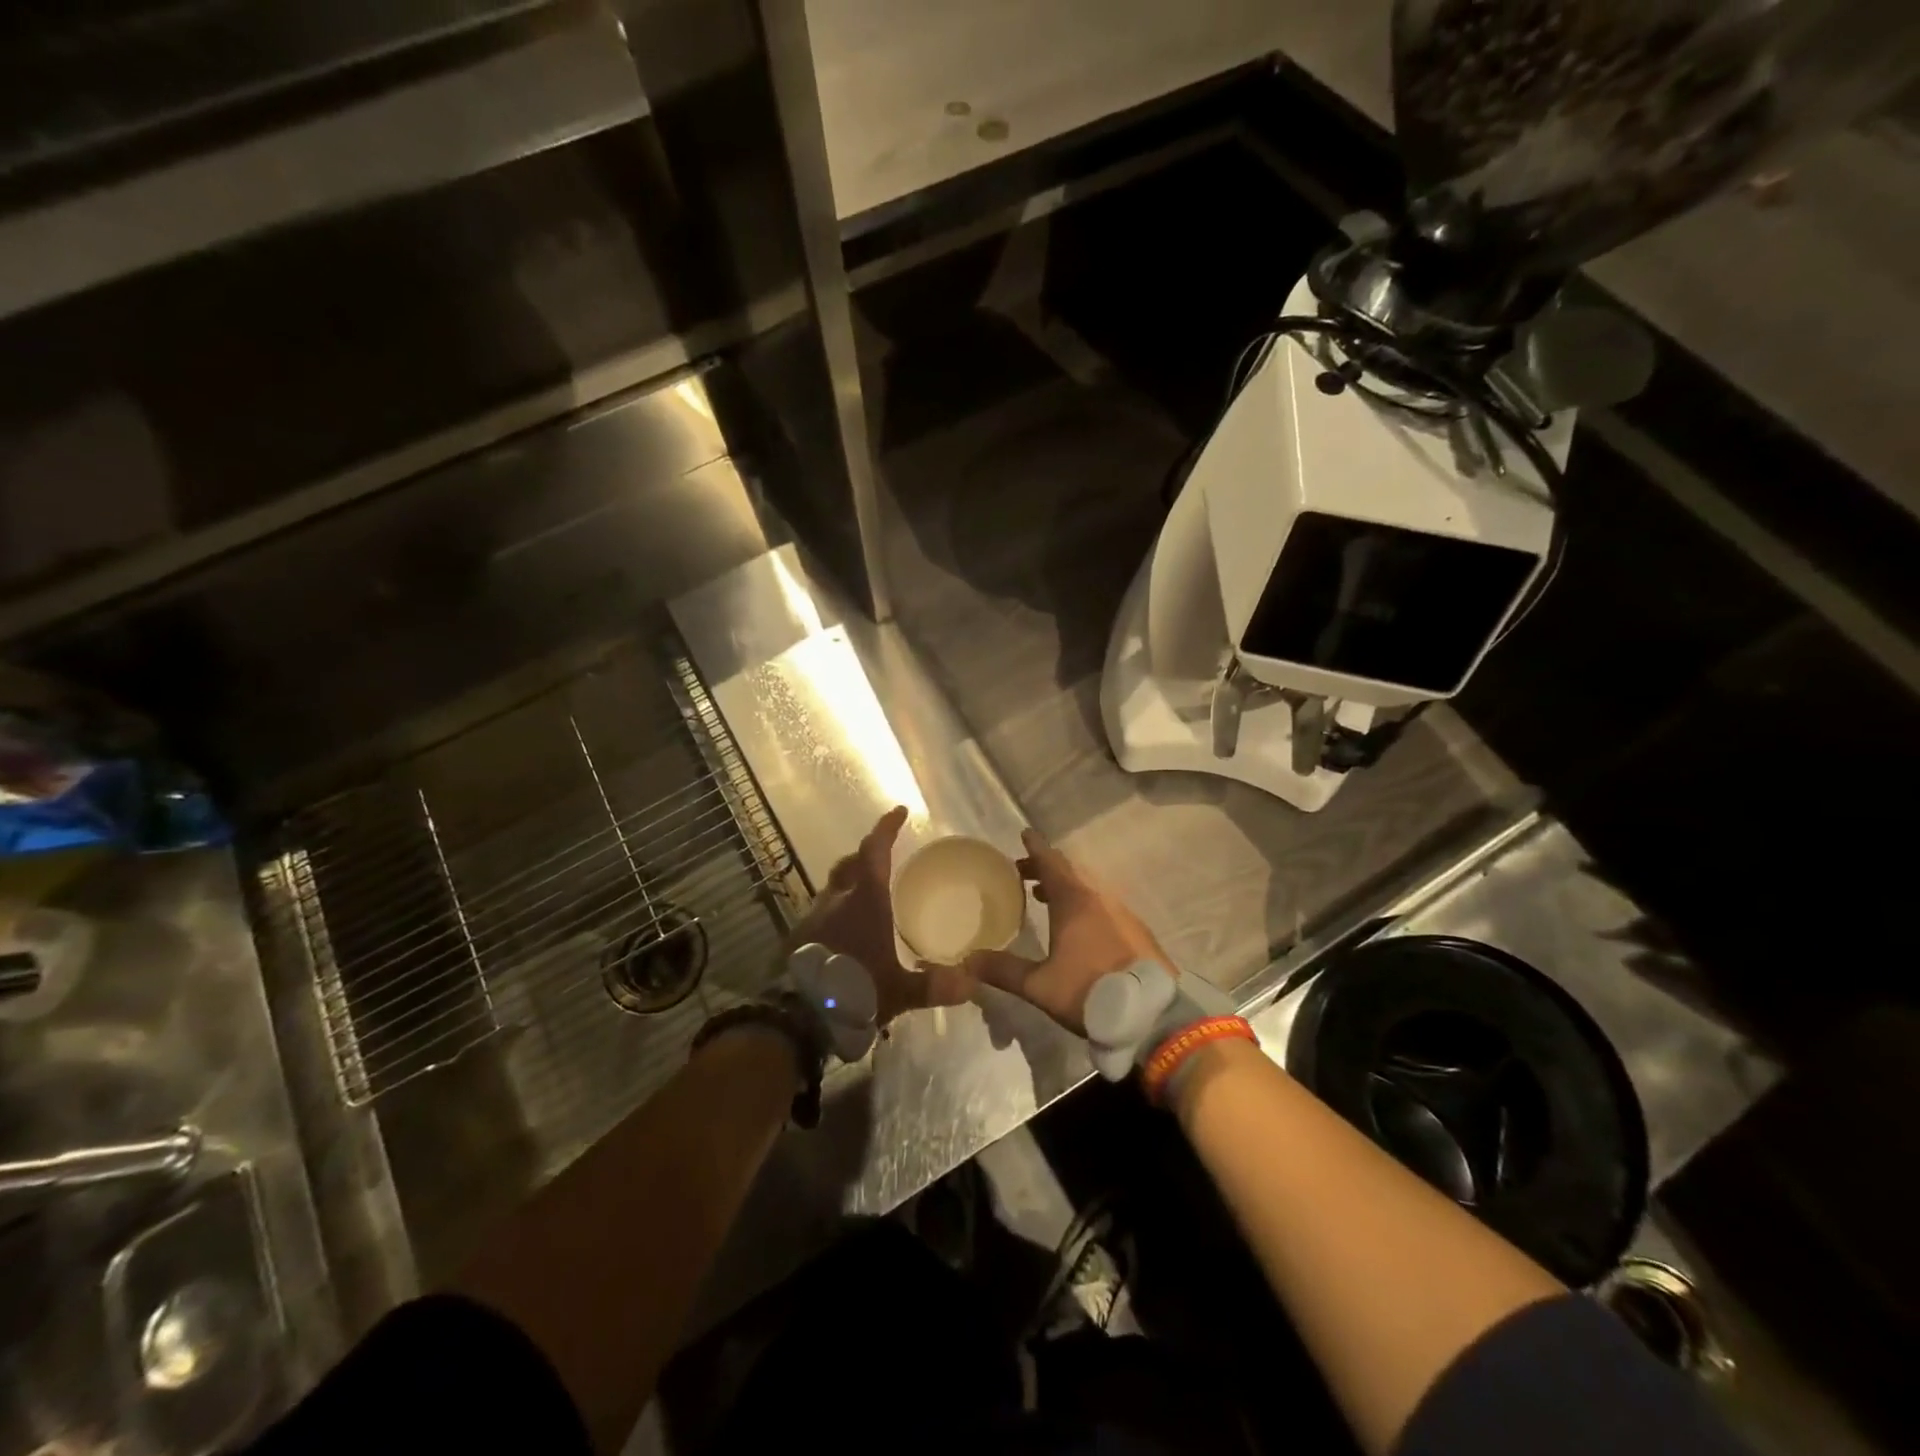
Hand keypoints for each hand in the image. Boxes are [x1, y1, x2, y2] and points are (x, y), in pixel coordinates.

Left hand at [790, 806, 974, 1026]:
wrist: (797, 1018)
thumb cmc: (854, 991)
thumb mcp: (899, 991)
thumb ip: (933, 986)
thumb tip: (971, 984)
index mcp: (864, 901)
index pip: (875, 851)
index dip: (886, 829)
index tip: (899, 811)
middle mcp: (837, 900)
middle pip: (850, 865)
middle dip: (866, 856)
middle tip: (883, 857)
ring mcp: (813, 917)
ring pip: (833, 888)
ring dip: (850, 884)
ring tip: (867, 895)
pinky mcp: (799, 937)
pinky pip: (821, 911)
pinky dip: (836, 909)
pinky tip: (846, 930)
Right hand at [965, 829, 1173, 1033]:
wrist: (1152, 1014)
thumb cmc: (1090, 991)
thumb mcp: (1039, 985)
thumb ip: (1003, 970)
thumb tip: (967, 960)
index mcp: (1074, 901)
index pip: (1051, 862)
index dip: (1035, 847)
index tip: (1025, 832)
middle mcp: (1099, 898)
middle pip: (1069, 872)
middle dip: (1045, 868)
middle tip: (1023, 872)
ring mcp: (1122, 913)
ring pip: (1087, 888)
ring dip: (1064, 887)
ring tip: (1042, 898)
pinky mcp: (1137, 931)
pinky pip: (1103, 905)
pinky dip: (1083, 903)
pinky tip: (1077, 927)